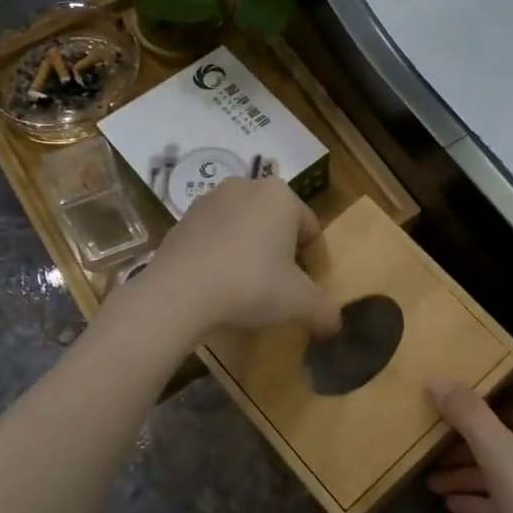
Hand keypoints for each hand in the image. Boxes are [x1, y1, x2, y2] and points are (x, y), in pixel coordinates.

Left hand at [138, 178, 342, 342]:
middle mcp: (246, 186)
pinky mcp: (182, 219)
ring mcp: (209, 200)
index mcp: (281, 195)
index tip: (303, 290)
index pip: (310, 230)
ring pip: (244, 229)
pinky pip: (215, 238)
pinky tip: (217, 285)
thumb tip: (334, 325)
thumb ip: (325, 311)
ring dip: (250, 254)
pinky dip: (221, 256)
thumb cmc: (250, 285)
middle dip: (280, 255)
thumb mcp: (300, 303)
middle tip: (277, 290)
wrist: (178, 293)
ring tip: (245, 289)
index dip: (312, 263)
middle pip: (277, 225)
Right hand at [426, 382, 512, 512]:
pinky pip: (509, 501)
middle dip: (462, 446)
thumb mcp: (503, 459)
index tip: (435, 410)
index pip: (506, 403)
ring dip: (467, 475)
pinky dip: (482, 499)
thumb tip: (437, 378)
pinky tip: (453, 506)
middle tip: (425, 452)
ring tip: (429, 483)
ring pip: (503, 472)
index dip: (471, 405)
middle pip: (502, 439)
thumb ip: (470, 416)